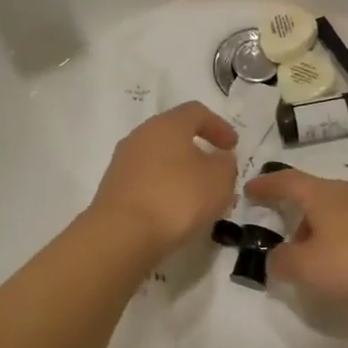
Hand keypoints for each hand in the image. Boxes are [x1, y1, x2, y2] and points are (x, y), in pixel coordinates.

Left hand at [89, 102, 238, 257]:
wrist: (122, 235)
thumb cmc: (177, 198)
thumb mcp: (218, 180)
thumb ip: (225, 164)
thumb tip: (218, 158)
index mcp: (167, 124)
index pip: (196, 112)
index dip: (218, 126)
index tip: (233, 147)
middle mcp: (141, 136)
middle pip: (174, 135)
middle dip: (199, 152)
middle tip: (217, 172)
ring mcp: (123, 162)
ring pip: (160, 160)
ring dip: (181, 174)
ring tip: (199, 198)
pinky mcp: (114, 189)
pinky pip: (146, 182)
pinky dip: (164, 190)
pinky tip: (176, 212)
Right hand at [243, 169, 347, 307]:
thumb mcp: (307, 268)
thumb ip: (283, 261)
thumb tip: (276, 257)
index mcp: (321, 194)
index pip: (286, 182)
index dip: (266, 185)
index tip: (250, 188)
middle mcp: (347, 192)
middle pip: (314, 194)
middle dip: (296, 210)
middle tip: (283, 229)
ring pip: (337, 210)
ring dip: (320, 227)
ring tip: (313, 252)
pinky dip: (343, 238)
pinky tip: (345, 260)